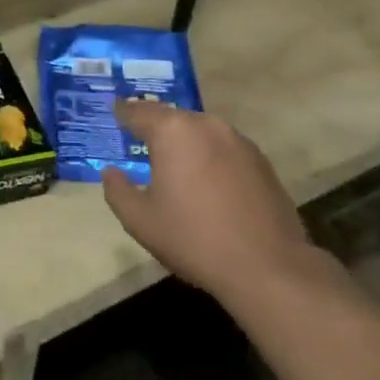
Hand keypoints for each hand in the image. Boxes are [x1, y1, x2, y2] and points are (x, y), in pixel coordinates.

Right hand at [100, 100, 315, 304]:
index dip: (122, 113)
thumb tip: (111, 172)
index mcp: (173, 131)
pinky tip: (206, 182)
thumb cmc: (193, 239)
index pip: (138, 112)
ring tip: (173, 163)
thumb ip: (117, 190)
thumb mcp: (140, 220)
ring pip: (200, 131)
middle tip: (139, 142)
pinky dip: (209, 156)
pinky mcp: (261, 161)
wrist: (268, 267)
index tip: (114, 114)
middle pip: (172, 117)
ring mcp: (239, 141)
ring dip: (184, 142)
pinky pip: (223, 148)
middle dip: (154, 128)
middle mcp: (206, 125)